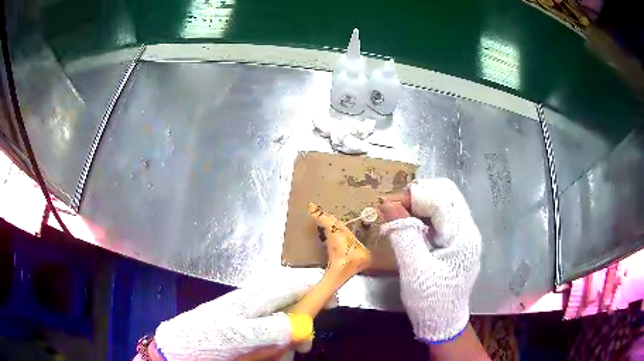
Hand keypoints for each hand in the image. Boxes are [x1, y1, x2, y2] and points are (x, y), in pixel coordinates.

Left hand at [153, 269, 326, 360]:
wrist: (180, 346)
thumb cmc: (207, 337)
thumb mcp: (238, 336)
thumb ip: (269, 329)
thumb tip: (302, 324)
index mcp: (255, 298)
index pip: (292, 286)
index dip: (315, 289)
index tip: (334, 302)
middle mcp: (256, 305)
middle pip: (291, 307)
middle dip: (302, 327)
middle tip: (303, 347)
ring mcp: (250, 318)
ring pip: (282, 325)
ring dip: (286, 342)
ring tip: (278, 357)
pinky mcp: (245, 330)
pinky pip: (269, 336)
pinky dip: (274, 347)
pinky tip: (266, 357)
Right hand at [379, 178, 481, 342]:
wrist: (443, 323)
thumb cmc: (430, 301)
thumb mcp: (414, 270)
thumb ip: (403, 234)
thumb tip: (387, 203)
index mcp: (463, 236)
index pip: (442, 198)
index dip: (415, 195)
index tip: (389, 205)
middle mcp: (468, 230)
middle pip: (446, 194)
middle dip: (418, 195)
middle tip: (394, 208)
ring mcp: (463, 235)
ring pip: (443, 203)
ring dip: (419, 204)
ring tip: (397, 216)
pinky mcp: (456, 242)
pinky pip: (440, 218)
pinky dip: (422, 216)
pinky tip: (408, 226)